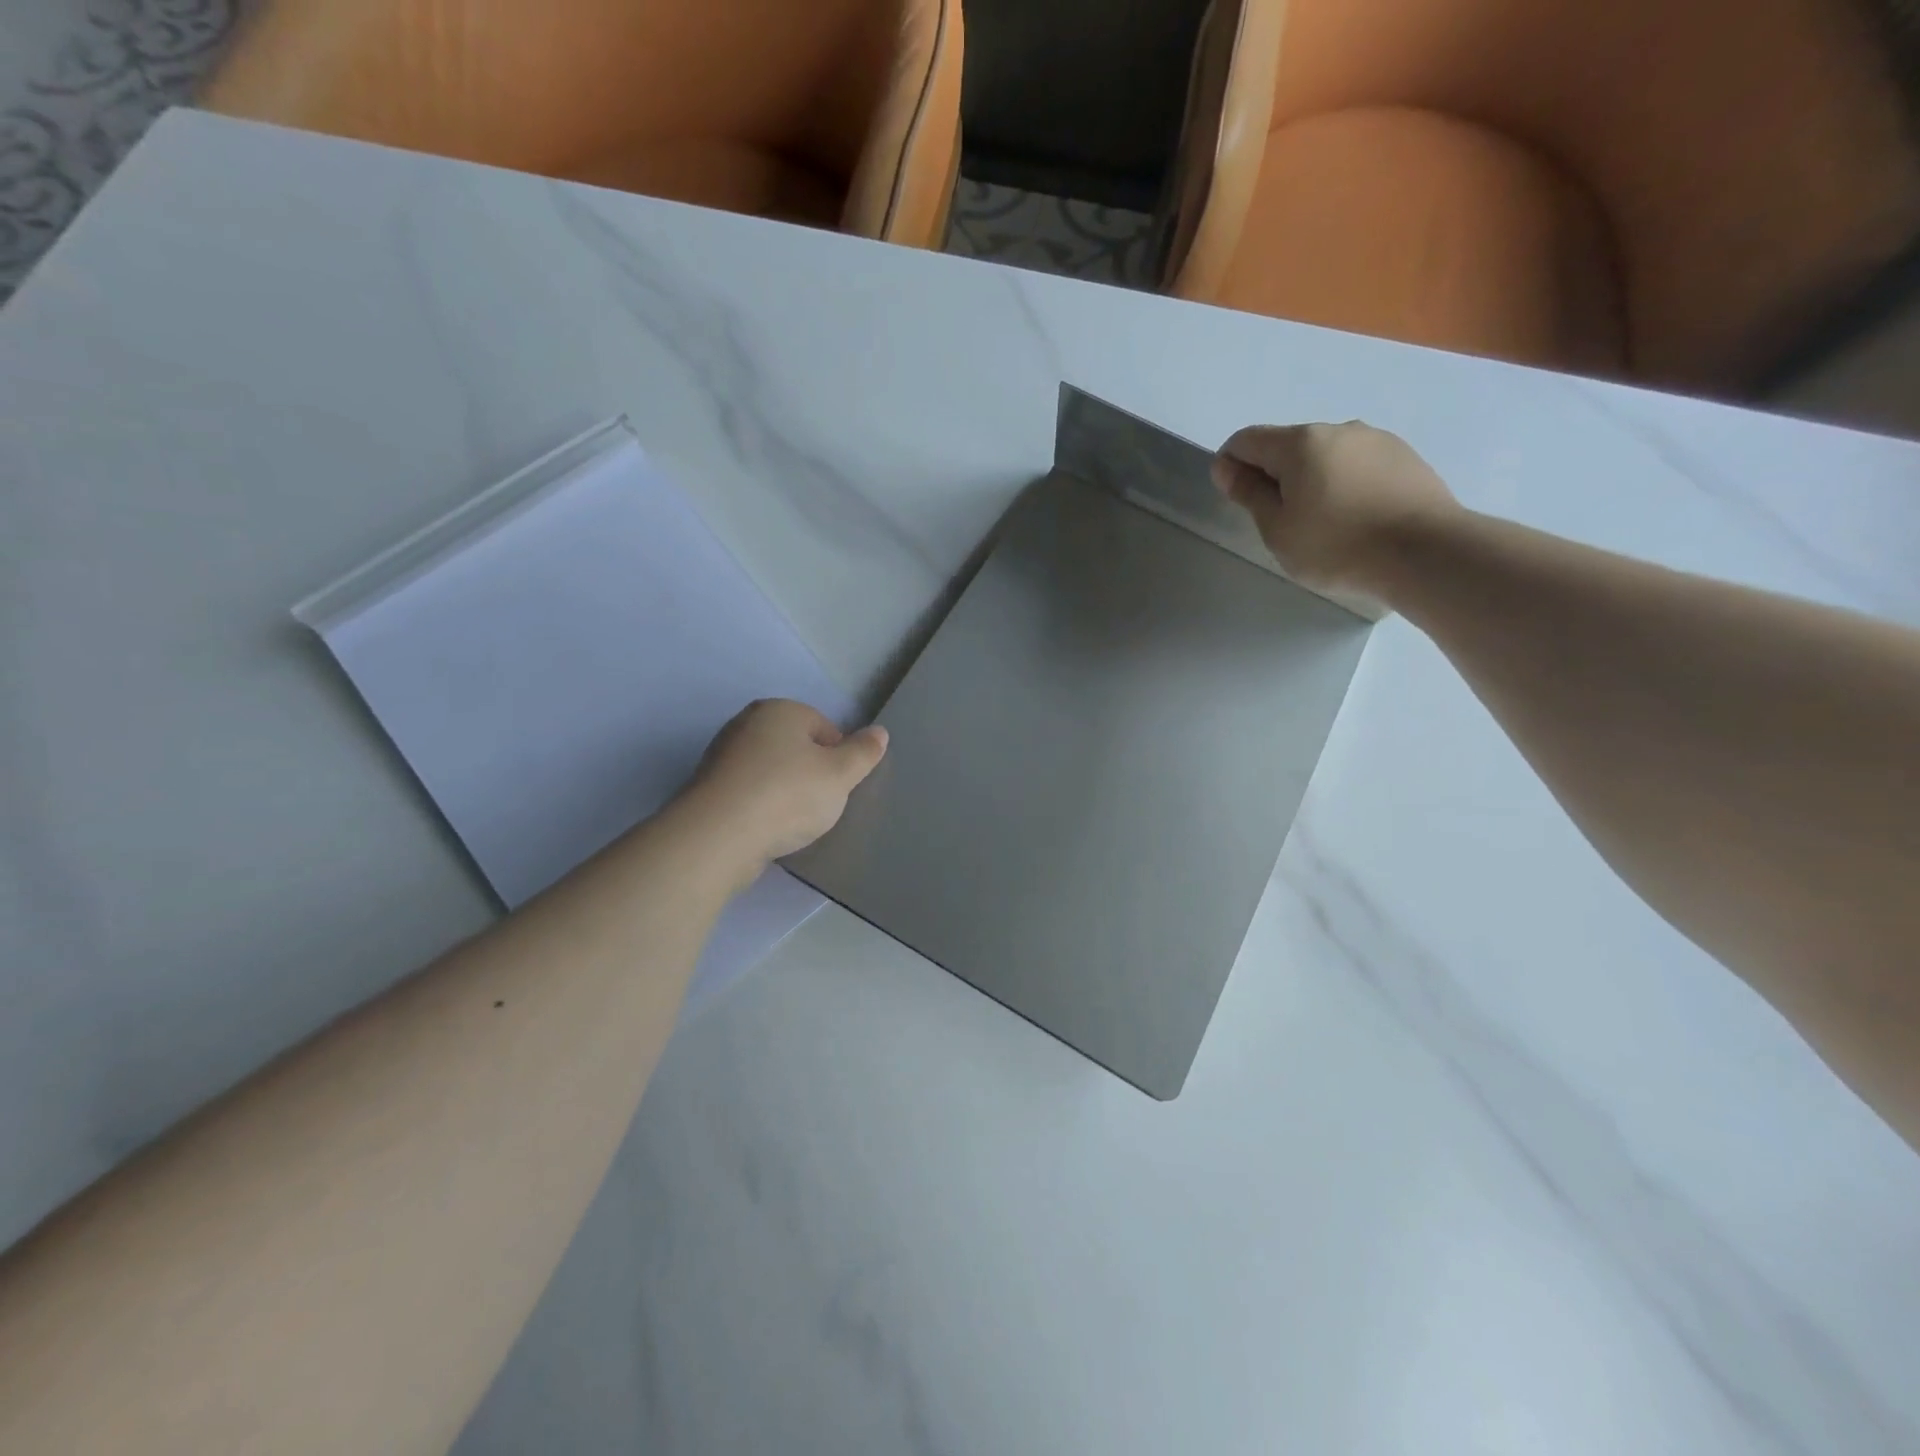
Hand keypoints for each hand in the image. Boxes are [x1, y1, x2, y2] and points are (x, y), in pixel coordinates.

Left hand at [679, 699, 887, 870]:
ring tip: (793, 822)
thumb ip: (863, 753)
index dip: (839, 759)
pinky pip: (749, 793)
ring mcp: (723, 755)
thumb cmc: (788, 796)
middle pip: (796, 748)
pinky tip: (768, 829)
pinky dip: (762, 807)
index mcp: (780, 710)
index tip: (838, 787)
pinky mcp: (709, 788)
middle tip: (819, 805)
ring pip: (772, 771)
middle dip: (811, 774)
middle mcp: (747, 723)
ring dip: (786, 792)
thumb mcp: (840, 775)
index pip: (825, 728)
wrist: (719, 836)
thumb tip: (880, 732)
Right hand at [1211, 422, 1461, 600]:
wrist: (1425, 552)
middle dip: (1275, 475)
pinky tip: (1355, 520)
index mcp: (1300, 443)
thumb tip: (1226, 467)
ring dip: (1313, 481)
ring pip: (1327, 456)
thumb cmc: (1336, 545)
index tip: (1236, 499)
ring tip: (1322, 525)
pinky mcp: (1406, 458)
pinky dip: (1345, 486)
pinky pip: (1359, 467)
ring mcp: (1377, 440)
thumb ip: (1249, 494)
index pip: (1247, 440)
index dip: (1230, 465)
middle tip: (1280, 522)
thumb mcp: (1277, 528)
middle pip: (1289, 447)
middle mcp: (1339, 429)